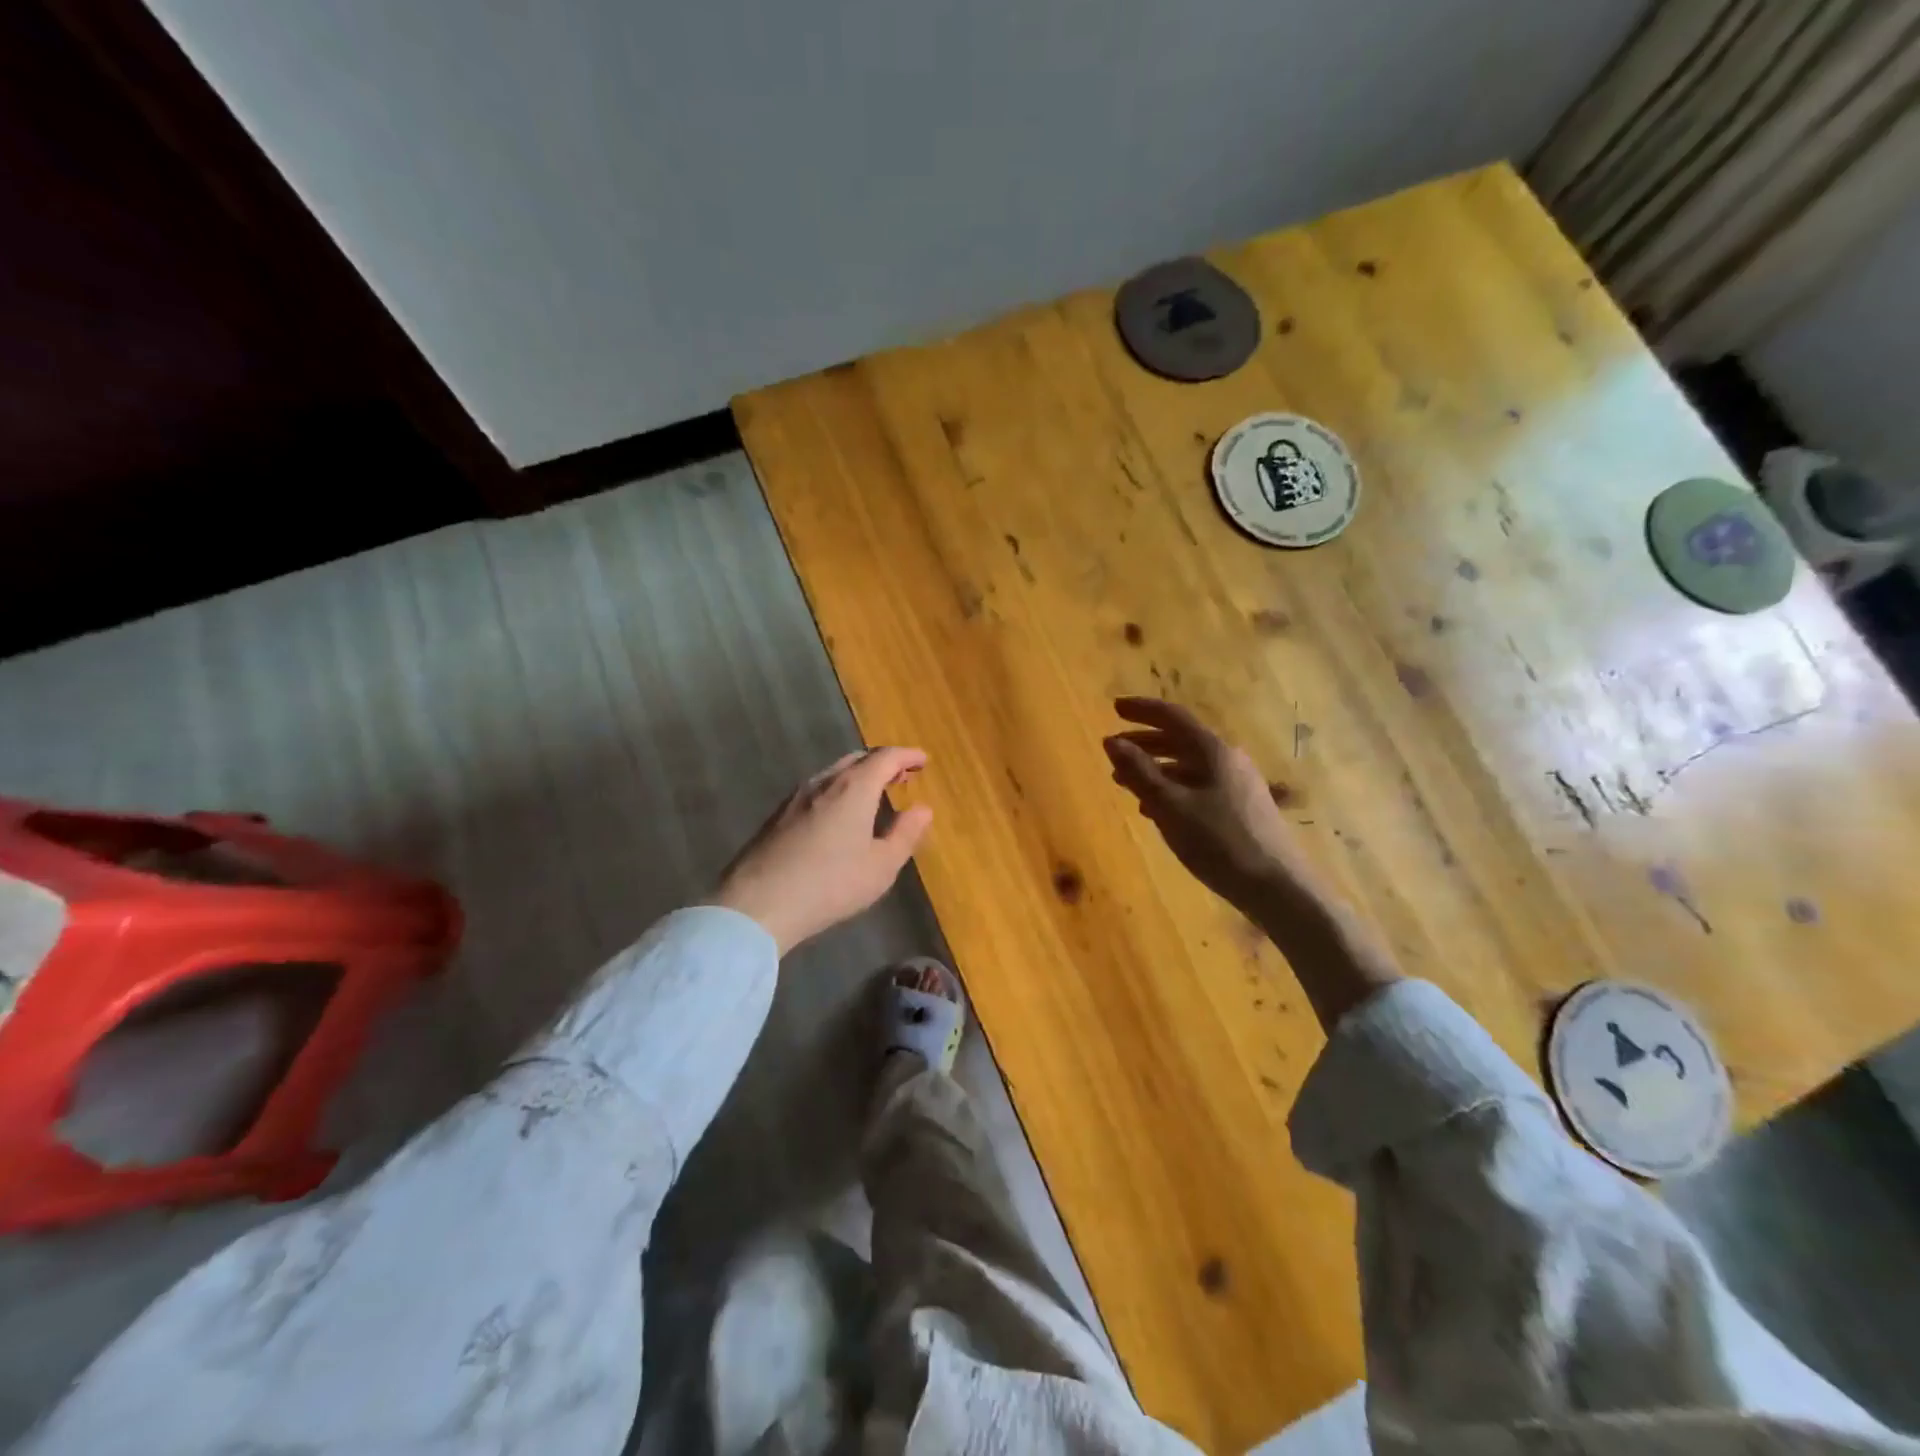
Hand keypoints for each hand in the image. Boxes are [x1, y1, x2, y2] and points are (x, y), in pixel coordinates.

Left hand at [712, 748, 932, 955]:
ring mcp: (796, 797)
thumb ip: (905, 834)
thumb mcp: (881, 866)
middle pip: (858, 759)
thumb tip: (923, 809)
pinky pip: (817, 790)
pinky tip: (839, 815)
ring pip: (834, 773)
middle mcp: (824, 782)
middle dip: (883, 762)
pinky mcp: (777, 815)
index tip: (924, 761)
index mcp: (854, 788)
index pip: (885, 757)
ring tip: (873, 794)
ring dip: (858, 776)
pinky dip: (837, 791)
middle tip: (902, 776)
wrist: (758, 904)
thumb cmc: (830, 884)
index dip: (907, 755)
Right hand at [1105, 697, 1399, 1031]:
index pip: (1173, 717)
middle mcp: (1229, 761)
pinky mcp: (1242, 810)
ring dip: (1156, 769)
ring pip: (1189, 766)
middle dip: (1145, 742)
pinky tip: (1157, 810)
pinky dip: (1173, 789)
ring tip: (1126, 782)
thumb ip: (1140, 773)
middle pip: (1181, 741)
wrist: (1279, 888)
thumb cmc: (1220, 843)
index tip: (1114, 707)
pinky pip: (1199, 787)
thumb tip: (1113, 742)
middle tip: (1115, 749)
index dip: (1142, 710)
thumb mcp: (1171, 807)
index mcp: (1214, 752)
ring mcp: (1239, 786)